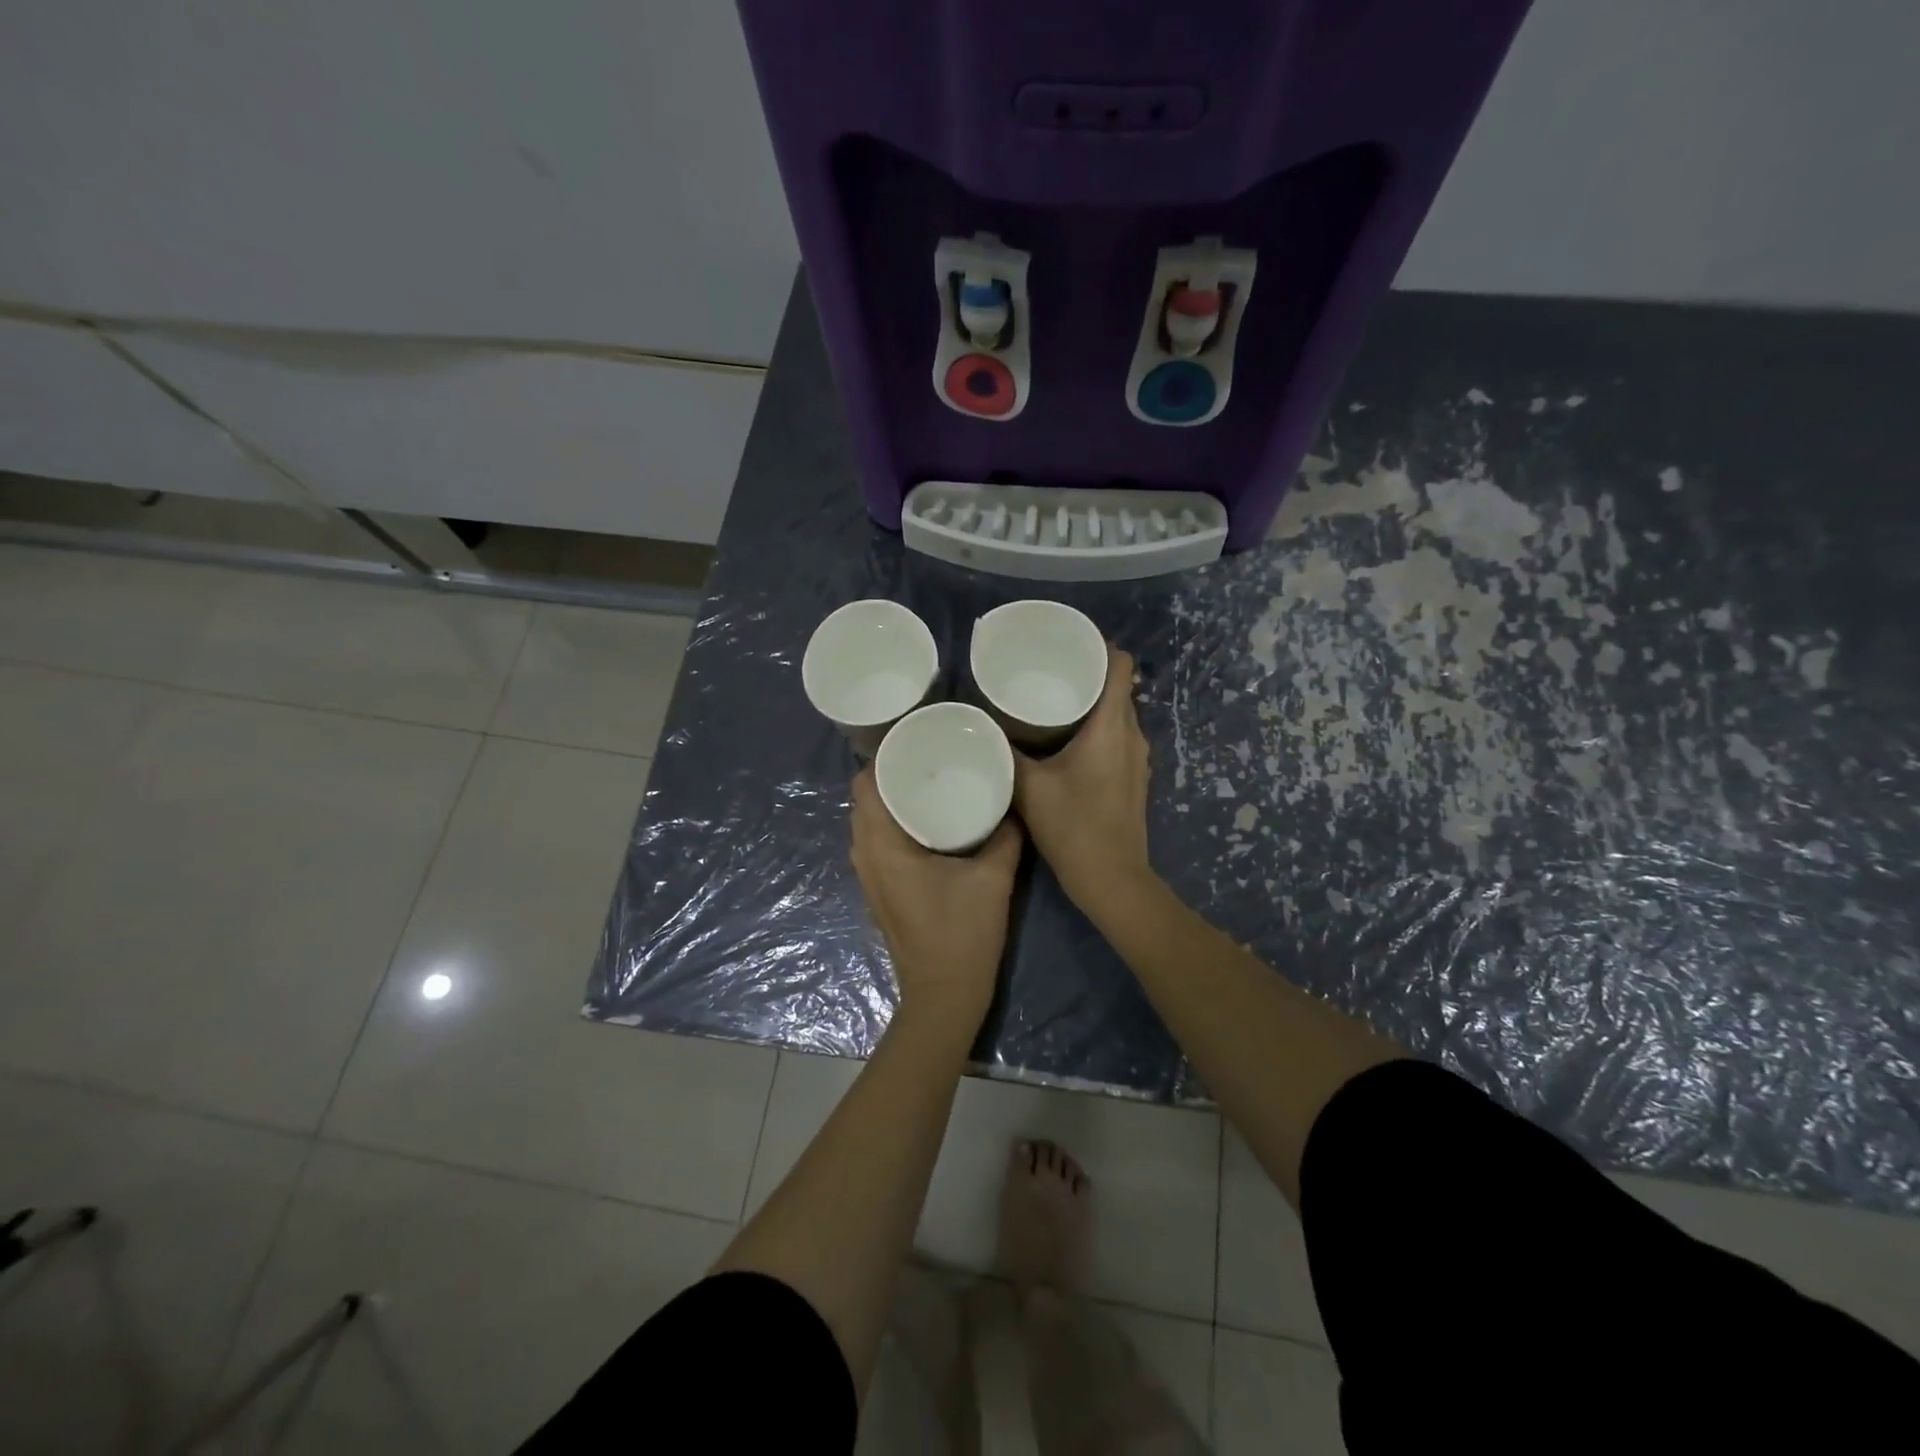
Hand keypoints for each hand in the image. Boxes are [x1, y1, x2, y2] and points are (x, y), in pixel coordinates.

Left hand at [850, 767, 1022, 1023]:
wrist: (944, 995)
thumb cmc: (962, 934)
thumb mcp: (993, 878)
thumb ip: (1005, 834)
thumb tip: (1013, 802)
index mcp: (882, 845)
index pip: (864, 784)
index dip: (883, 756)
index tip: (916, 741)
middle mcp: (866, 855)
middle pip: (866, 799)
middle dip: (892, 774)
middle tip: (931, 756)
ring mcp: (870, 876)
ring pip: (871, 822)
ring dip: (894, 800)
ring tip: (932, 781)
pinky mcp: (881, 890)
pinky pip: (879, 842)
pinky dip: (896, 824)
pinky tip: (931, 821)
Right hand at [1013, 645, 1153, 913]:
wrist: (1112, 880)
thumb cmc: (1074, 828)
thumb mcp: (1029, 787)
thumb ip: (1005, 752)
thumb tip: (981, 724)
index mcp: (1112, 726)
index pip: (1121, 665)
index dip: (1099, 646)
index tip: (1067, 642)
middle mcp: (1132, 735)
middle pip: (1117, 687)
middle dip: (1086, 673)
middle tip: (1046, 670)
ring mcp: (1137, 758)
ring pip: (1116, 713)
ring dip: (1090, 703)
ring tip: (1050, 702)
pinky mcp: (1133, 778)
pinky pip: (1115, 737)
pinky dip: (1094, 729)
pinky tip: (1063, 741)